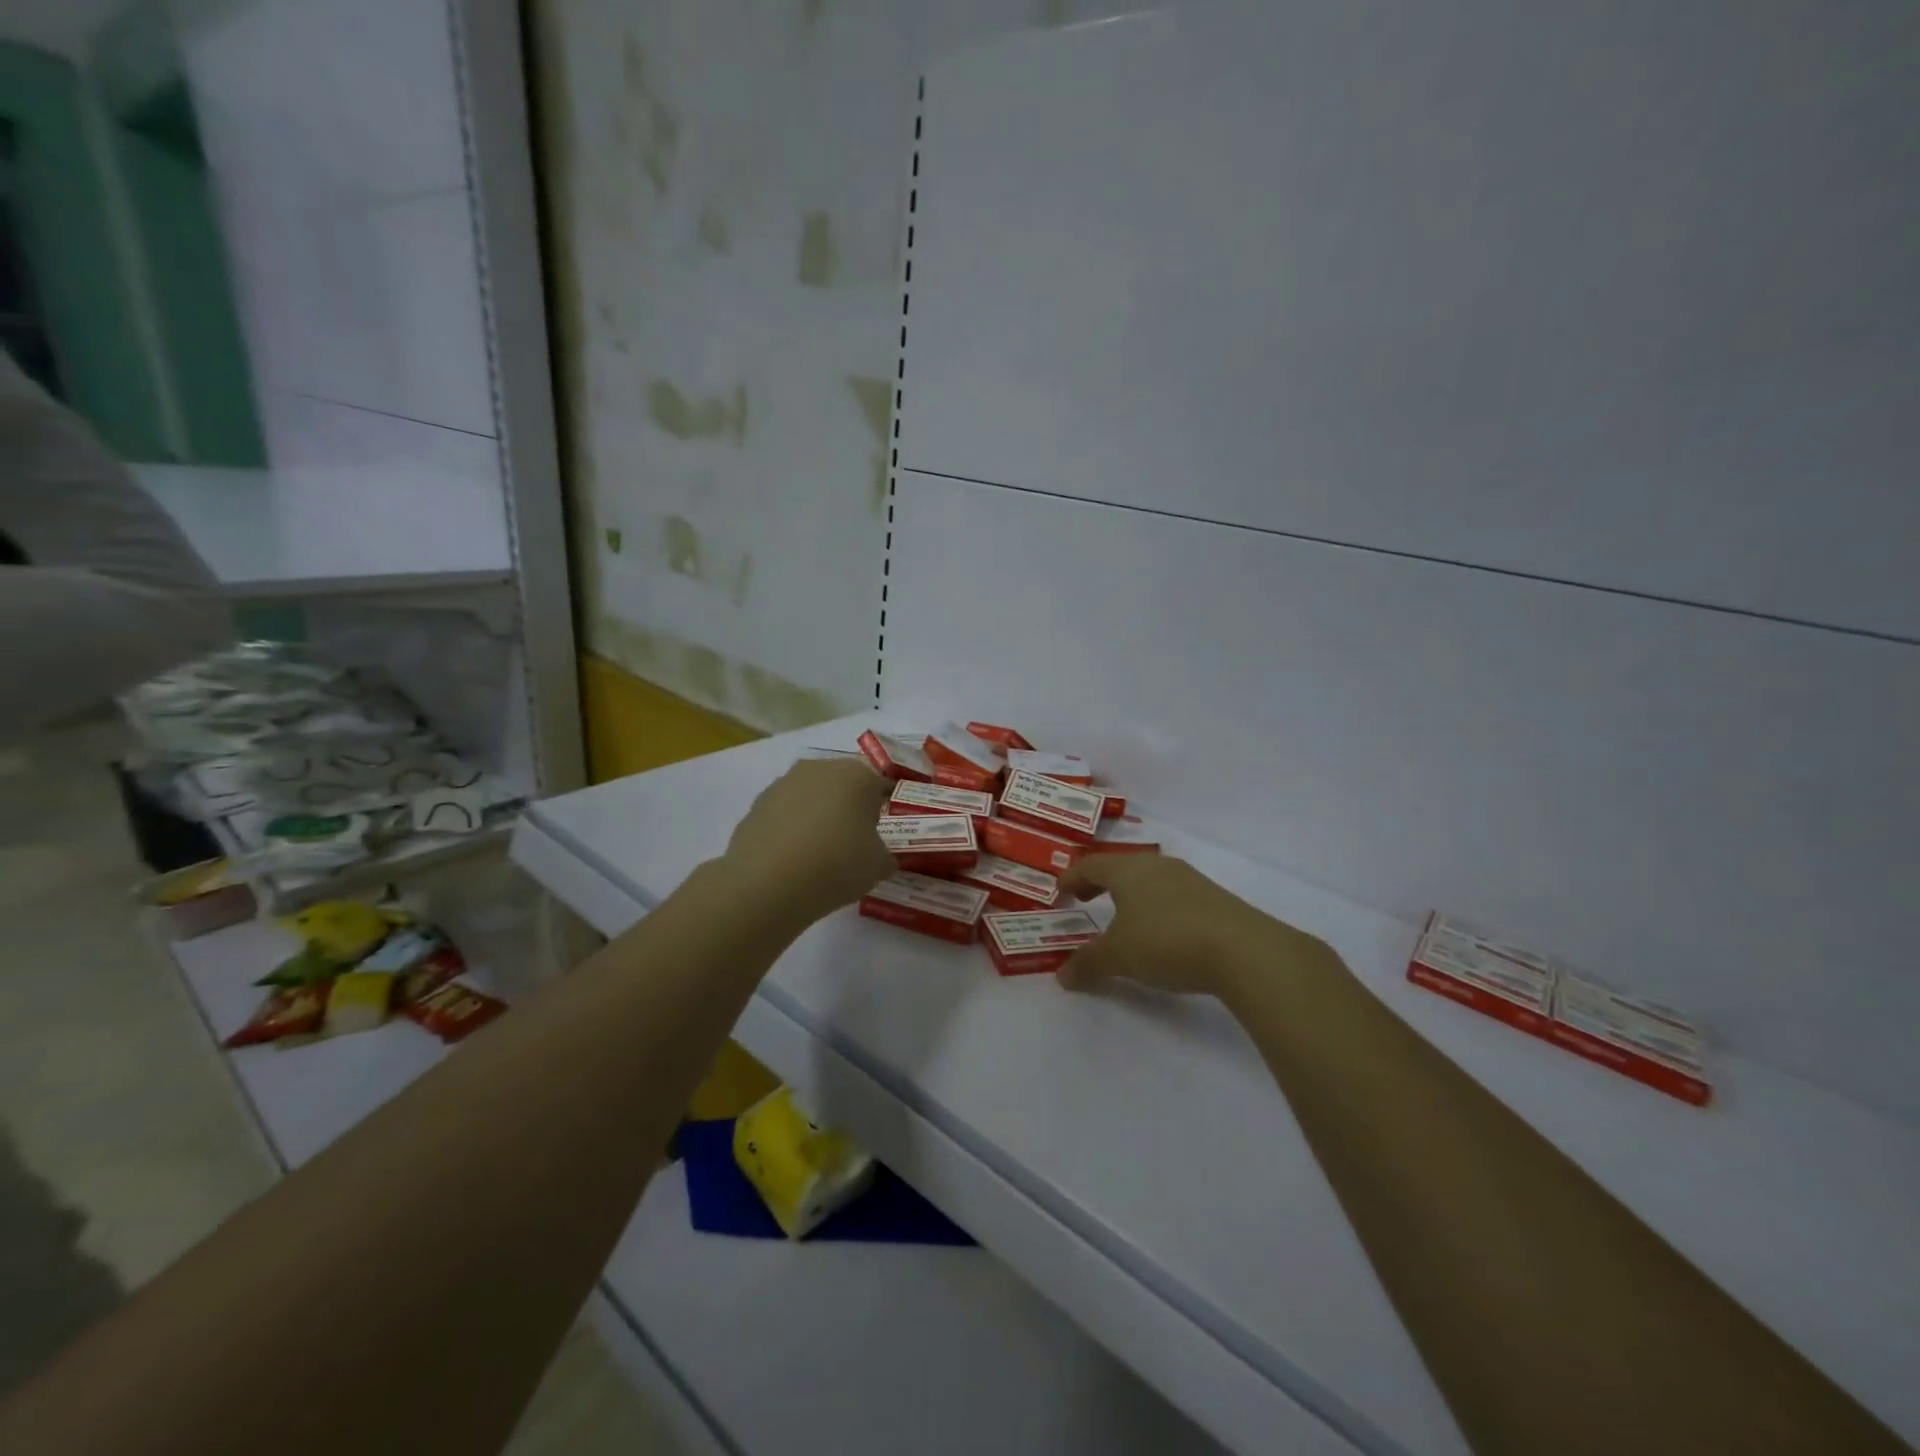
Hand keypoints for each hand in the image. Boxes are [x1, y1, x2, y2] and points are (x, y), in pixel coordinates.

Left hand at [720, 757, 893, 923]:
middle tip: (853, 842)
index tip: (884, 832)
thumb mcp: (878, 867)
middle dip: (849, 808)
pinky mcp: (757, 804)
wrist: (767, 882)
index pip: (880, 786)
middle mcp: (820, 768)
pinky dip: (791, 829)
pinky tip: (792, 859)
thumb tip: (881, 857)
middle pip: (843, 785)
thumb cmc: (836, 864)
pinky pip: (785, 814)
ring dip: (818, 816)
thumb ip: (885, 857)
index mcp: (857, 775)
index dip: (884, 809)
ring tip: (819, 853)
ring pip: (811, 797)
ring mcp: (784, 783)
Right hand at [1057, 855, 1329, 1001]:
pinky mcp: (1214, 899)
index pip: (1090, 864)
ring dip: (1130, 895)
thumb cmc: (1167, 941)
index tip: (1060, 892)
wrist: (1244, 950)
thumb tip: (1062, 975)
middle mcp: (1157, 866)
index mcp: (1128, 870)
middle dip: (1100, 882)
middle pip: (1120, 867)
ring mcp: (1189, 879)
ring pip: (1149, 879)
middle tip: (1085, 899)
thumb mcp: (1119, 956)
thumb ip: (1088, 963)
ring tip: (1123, 917)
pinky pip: (1172, 895)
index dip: (1072, 877)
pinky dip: (1156, 907)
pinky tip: (1161, 931)